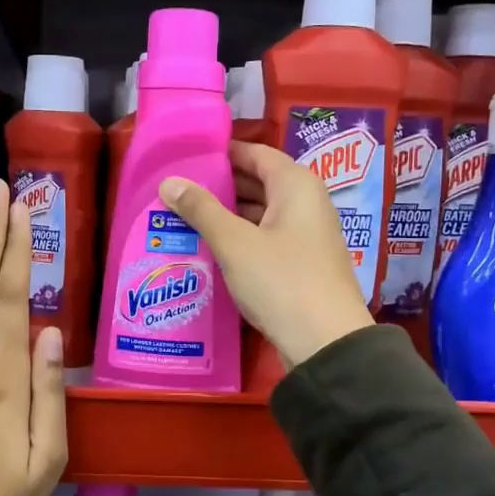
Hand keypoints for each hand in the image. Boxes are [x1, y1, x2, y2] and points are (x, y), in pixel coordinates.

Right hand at [160, 141, 372, 368]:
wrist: (325, 342)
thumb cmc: (280, 280)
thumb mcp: (234, 243)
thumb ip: (201, 209)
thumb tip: (169, 182)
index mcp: (296, 185)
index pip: (255, 153)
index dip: (222, 153)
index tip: (187, 158)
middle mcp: (307, 203)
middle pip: (259, 182)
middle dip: (220, 186)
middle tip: (178, 191)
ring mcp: (308, 235)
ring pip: (261, 213)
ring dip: (228, 215)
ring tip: (185, 219)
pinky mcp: (303, 263)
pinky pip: (267, 238)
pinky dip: (241, 238)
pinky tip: (211, 248)